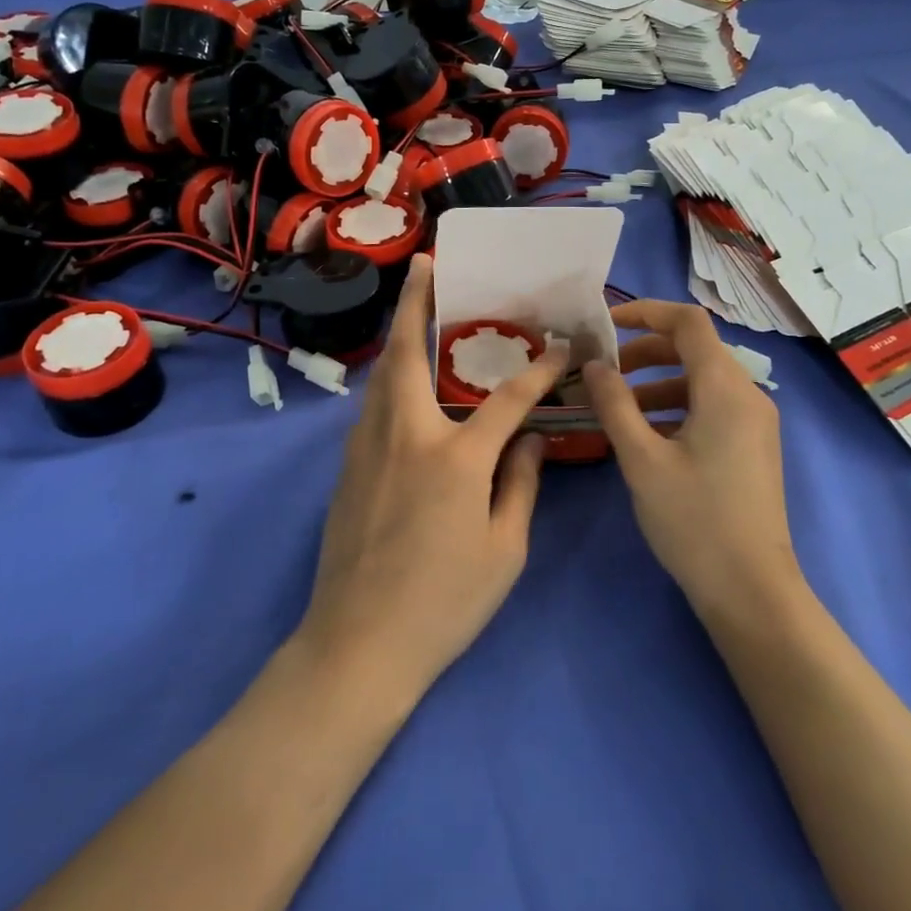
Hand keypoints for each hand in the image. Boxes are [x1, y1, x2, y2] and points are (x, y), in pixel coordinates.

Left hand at [298, 253, 566, 700]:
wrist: (357, 645)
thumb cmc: (443, 604)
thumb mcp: (503, 552)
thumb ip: (522, 485)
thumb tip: (533, 441)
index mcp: (455, 459)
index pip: (508, 399)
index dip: (540, 370)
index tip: (563, 348)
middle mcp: (407, 437)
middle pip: (409, 353)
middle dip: (416, 302)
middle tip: (426, 265)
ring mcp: (369, 449)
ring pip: (383, 375)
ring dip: (399, 335)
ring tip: (416, 309)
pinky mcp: (347, 467)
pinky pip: (374, 406)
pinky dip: (390, 377)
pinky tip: (404, 382)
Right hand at [582, 301, 798, 617]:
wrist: (751, 590)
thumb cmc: (694, 520)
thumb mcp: (642, 459)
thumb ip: (614, 404)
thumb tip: (594, 365)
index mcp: (725, 388)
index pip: (688, 322)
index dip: (646, 312)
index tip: (605, 325)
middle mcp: (747, 395)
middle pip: (695, 349)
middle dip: (645, 352)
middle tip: (603, 372)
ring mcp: (754, 422)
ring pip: (701, 381)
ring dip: (656, 382)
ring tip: (614, 407)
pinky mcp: (752, 447)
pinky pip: (711, 408)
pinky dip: (675, 407)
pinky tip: (644, 435)